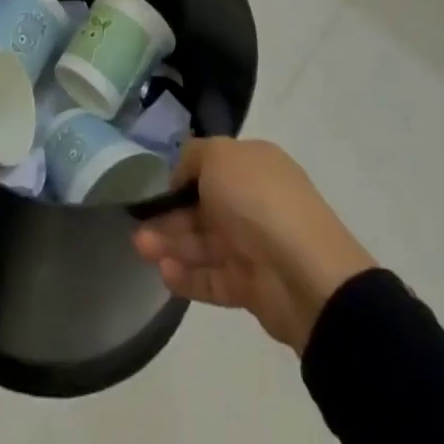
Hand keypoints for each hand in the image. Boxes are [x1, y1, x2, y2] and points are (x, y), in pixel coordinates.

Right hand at [134, 138, 374, 354]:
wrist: (306, 274)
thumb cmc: (257, 199)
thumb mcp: (217, 155)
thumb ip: (192, 156)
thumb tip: (182, 174)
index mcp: (254, 165)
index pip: (211, 166)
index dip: (183, 175)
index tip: (156, 186)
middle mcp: (255, 201)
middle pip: (203, 207)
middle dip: (169, 214)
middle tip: (137, 224)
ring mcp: (255, 246)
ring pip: (204, 243)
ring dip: (171, 244)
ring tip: (142, 249)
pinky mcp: (253, 288)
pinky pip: (214, 278)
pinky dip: (188, 276)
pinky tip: (164, 273)